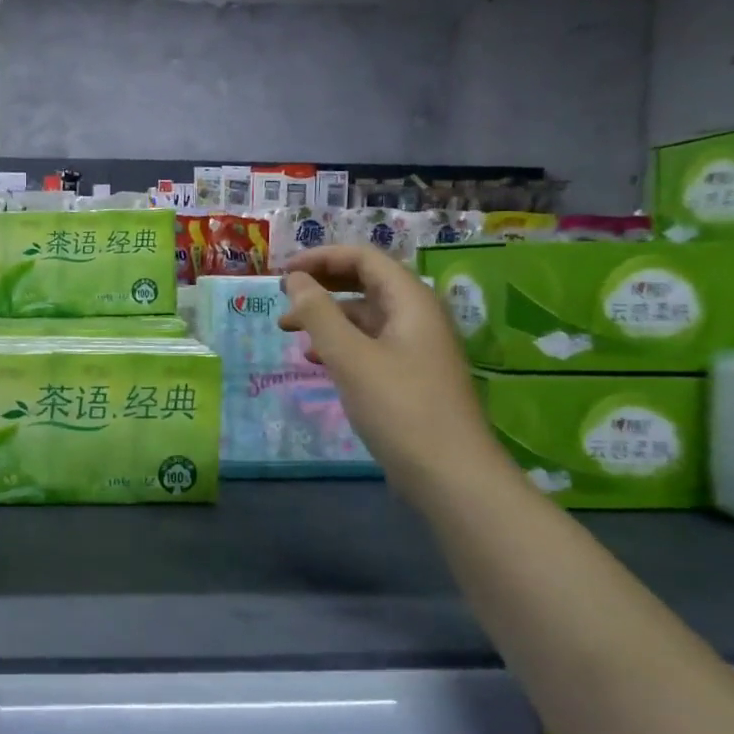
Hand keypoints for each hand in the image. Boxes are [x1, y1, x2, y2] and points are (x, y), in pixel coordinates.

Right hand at [279, 245, 511, 501]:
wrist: (451, 475)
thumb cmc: (399, 407)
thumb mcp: (350, 356)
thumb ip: (318, 313)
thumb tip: (295, 279)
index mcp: (410, 301)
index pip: (364, 258)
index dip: (321, 258)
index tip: (283, 272)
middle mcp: (417, 316)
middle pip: (365, 283)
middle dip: (321, 286)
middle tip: (282, 298)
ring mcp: (416, 348)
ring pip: (364, 316)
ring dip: (326, 317)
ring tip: (289, 331)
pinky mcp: (410, 376)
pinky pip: (369, 344)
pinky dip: (340, 344)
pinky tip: (316, 360)